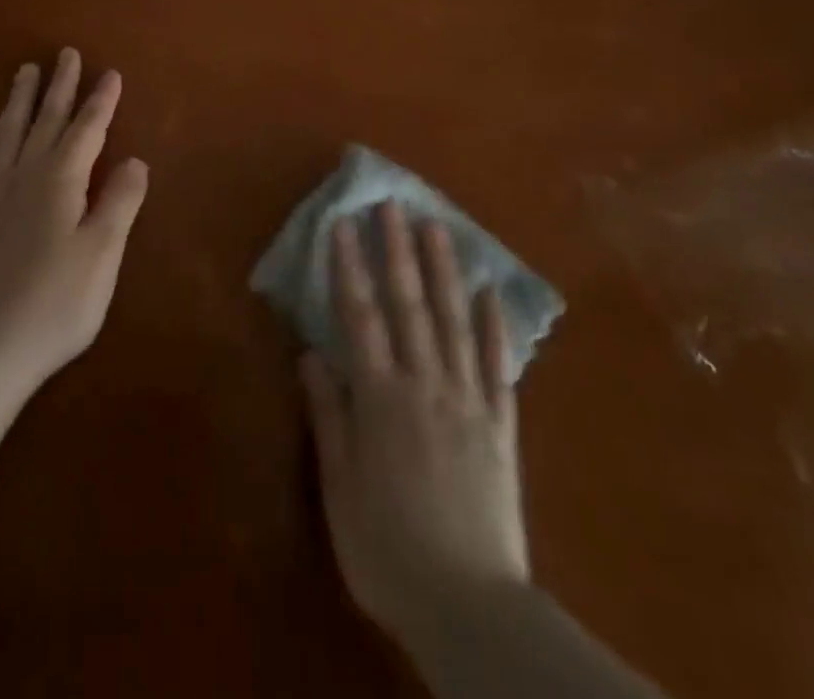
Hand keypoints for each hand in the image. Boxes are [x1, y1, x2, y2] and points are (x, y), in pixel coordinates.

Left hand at [0, 49, 148, 395]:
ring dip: (21, 101)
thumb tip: (134, 160)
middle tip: (66, 53)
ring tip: (25, 73)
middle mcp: (24, 176)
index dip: (100, 101)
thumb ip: (119, 202)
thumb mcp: (102, 253)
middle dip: (59, 86)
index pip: (86, 130)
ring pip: (9, 133)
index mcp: (60, 181)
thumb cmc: (56, 302)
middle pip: (45, 121)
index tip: (110, 72)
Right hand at [301, 201, 530, 648]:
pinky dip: (495, 327)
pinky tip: (491, 293)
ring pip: (454, 322)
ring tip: (438, 228)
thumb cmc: (388, 550)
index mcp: (381, 398)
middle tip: (393, 205)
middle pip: (409, 306)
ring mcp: (468, 401)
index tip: (343, 224)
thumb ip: (329, 415)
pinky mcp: (501, 425)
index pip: (359, 317)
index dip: (349, 268)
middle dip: (397, 251)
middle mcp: (425, 385)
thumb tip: (312, 353)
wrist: (471, 609)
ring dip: (444, 271)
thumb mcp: (340, 488)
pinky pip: (498, 367)